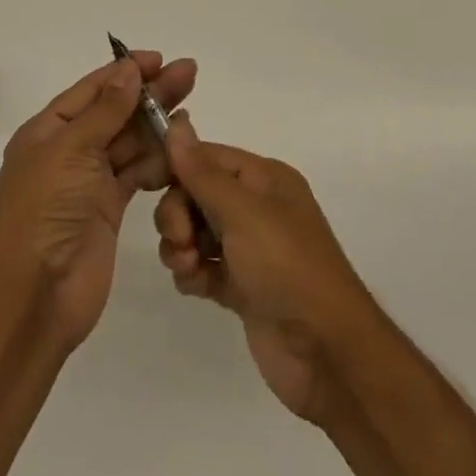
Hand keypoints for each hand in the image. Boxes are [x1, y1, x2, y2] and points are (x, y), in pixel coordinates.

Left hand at [0, 50, 197, 351]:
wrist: (35, 295)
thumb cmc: (45, 210)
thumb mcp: (71, 149)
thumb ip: (106, 110)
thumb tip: (128, 69)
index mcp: (48, 130)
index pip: (91, 90)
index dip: (124, 72)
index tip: (159, 59)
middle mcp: (68, 151)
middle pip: (115, 113)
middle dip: (150, 94)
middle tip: (189, 73)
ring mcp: (88, 182)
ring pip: (129, 143)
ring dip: (157, 127)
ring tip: (191, 112)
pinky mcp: (108, 210)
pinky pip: (137, 174)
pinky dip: (157, 162)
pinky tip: (181, 150)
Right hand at [155, 117, 374, 425]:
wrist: (326, 353)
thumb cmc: (286, 266)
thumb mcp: (242, 211)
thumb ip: (202, 171)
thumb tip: (177, 122)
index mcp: (264, 179)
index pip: (207, 157)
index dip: (177, 168)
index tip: (149, 184)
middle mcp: (257, 207)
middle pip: (195, 194)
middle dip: (177, 214)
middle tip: (180, 240)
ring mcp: (249, 249)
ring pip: (195, 231)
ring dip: (181, 246)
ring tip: (188, 268)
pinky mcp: (242, 287)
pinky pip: (202, 266)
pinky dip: (193, 274)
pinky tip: (197, 286)